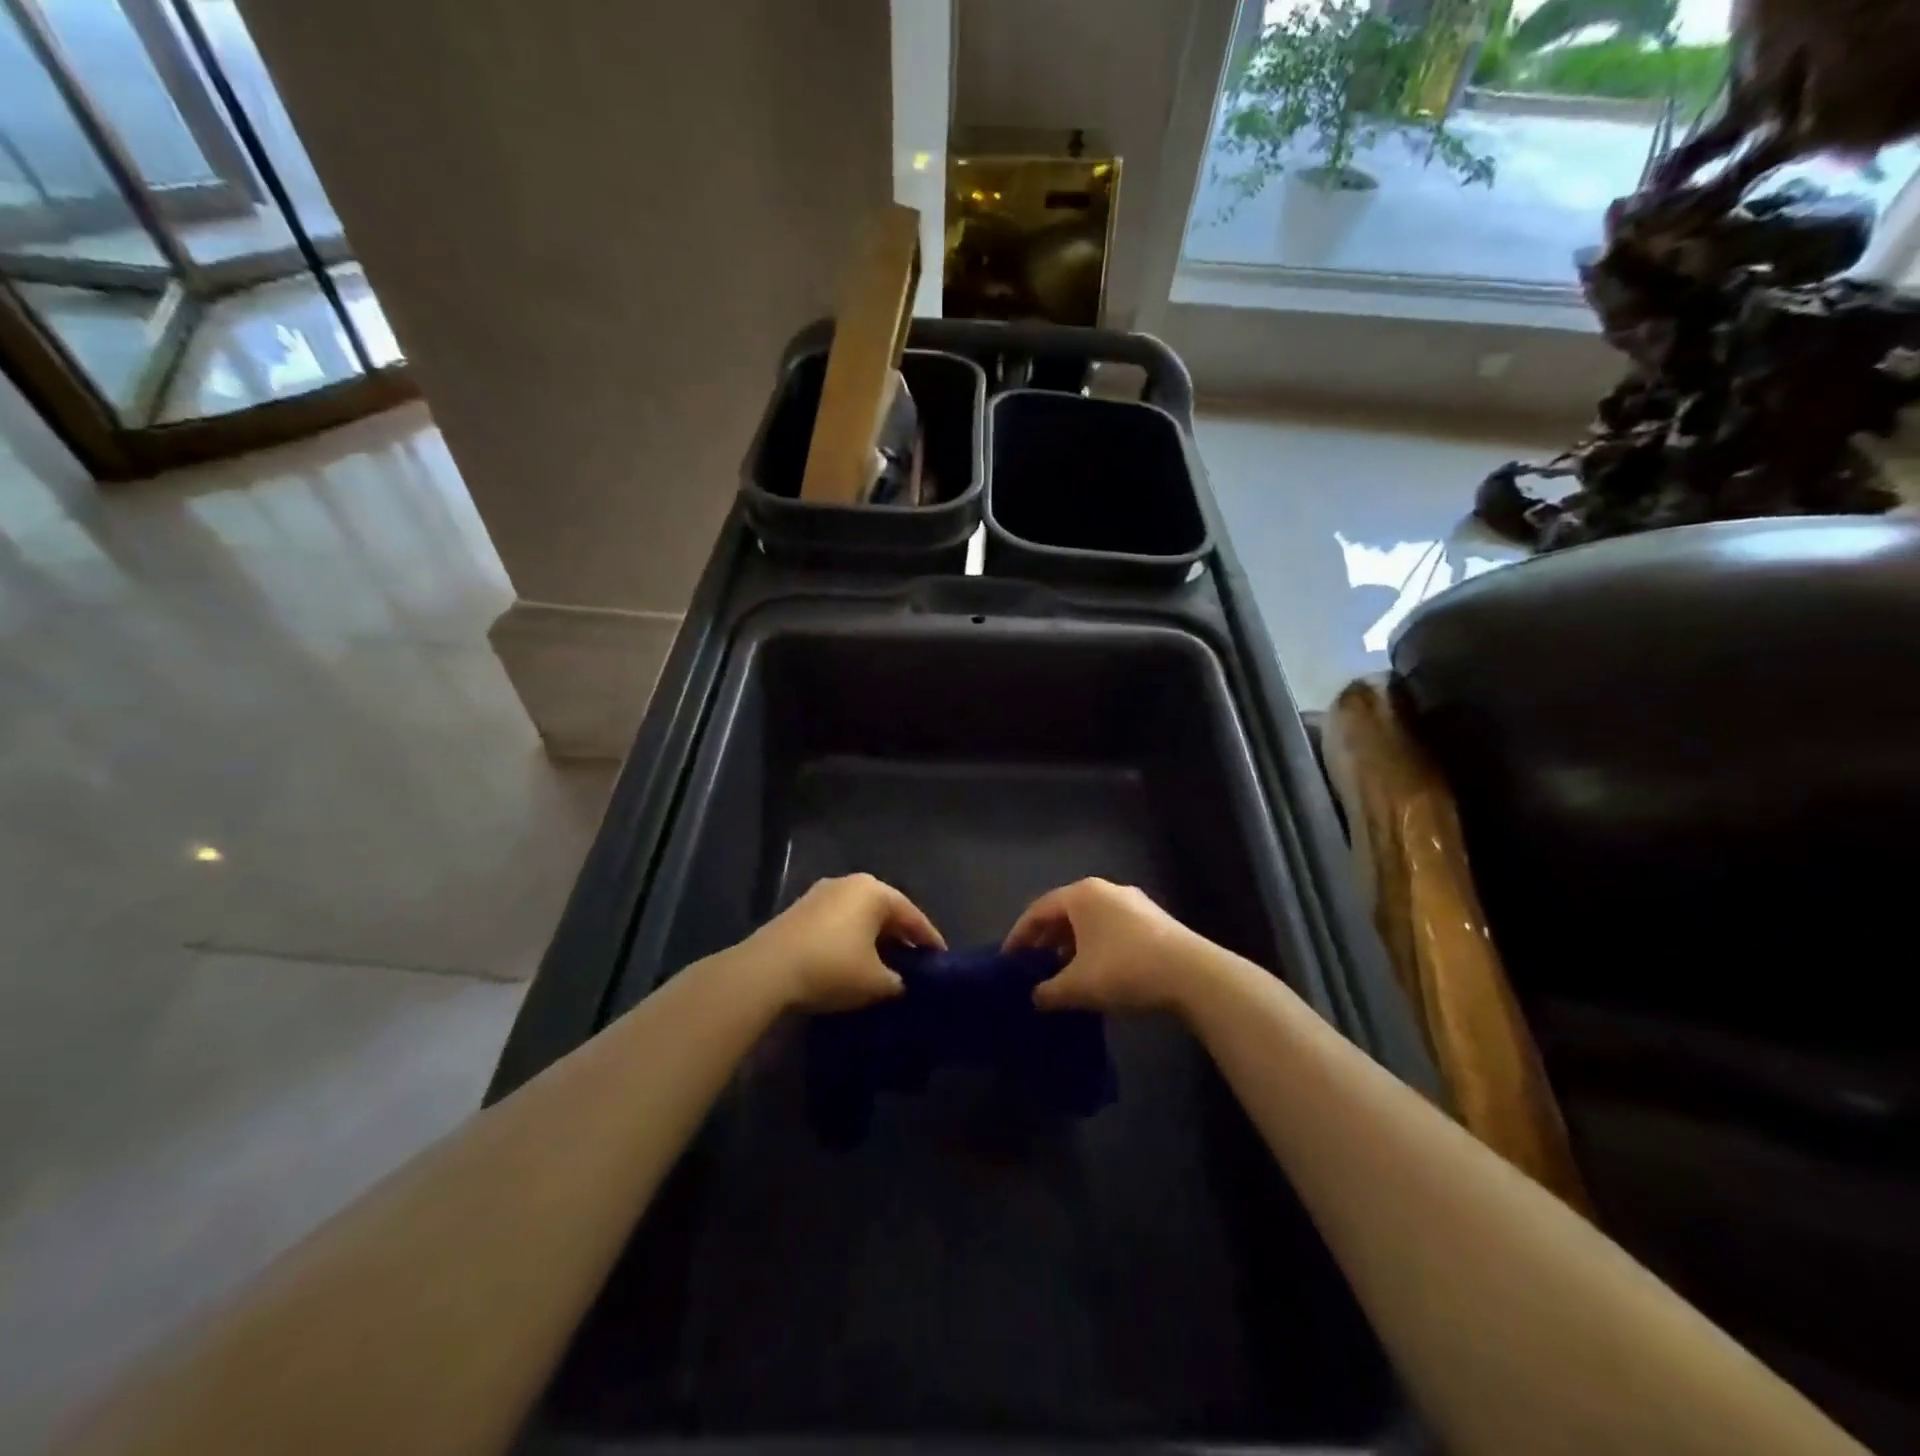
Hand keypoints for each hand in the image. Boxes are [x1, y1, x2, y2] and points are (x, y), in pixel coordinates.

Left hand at [746, 873, 944, 1011]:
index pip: (913, 916)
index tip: (942, 960)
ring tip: (885, 964)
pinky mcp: (799, 910)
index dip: (929, 941)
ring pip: (859, 916)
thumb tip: (899, 981)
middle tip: (915, 962)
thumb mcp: (876, 983)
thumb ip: (898, 981)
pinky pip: (837, 922)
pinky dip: (850, 939)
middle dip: (900, 937)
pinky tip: (852, 961)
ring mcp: (821, 893)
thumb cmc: (832, 968)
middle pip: (885, 911)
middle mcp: (849, 883)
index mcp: (875, 891)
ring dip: (873, 938)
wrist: (766, 972)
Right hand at [1004, 877, 1207, 1013]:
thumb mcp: (1077, 986)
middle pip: (1064, 913)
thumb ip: (1048, 991)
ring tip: (1063, 974)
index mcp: (1081, 895)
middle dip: (1046, 941)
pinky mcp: (1155, 920)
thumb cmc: (1124, 970)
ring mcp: (1134, 903)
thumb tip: (1035, 997)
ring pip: (1090, 922)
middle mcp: (1106, 890)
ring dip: (1072, 946)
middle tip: (1033, 967)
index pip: (1038, 910)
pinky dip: (1096, 947)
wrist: (1194, 975)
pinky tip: (1097, 973)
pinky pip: (1112, 929)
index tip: (1008, 960)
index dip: (1019, 936)